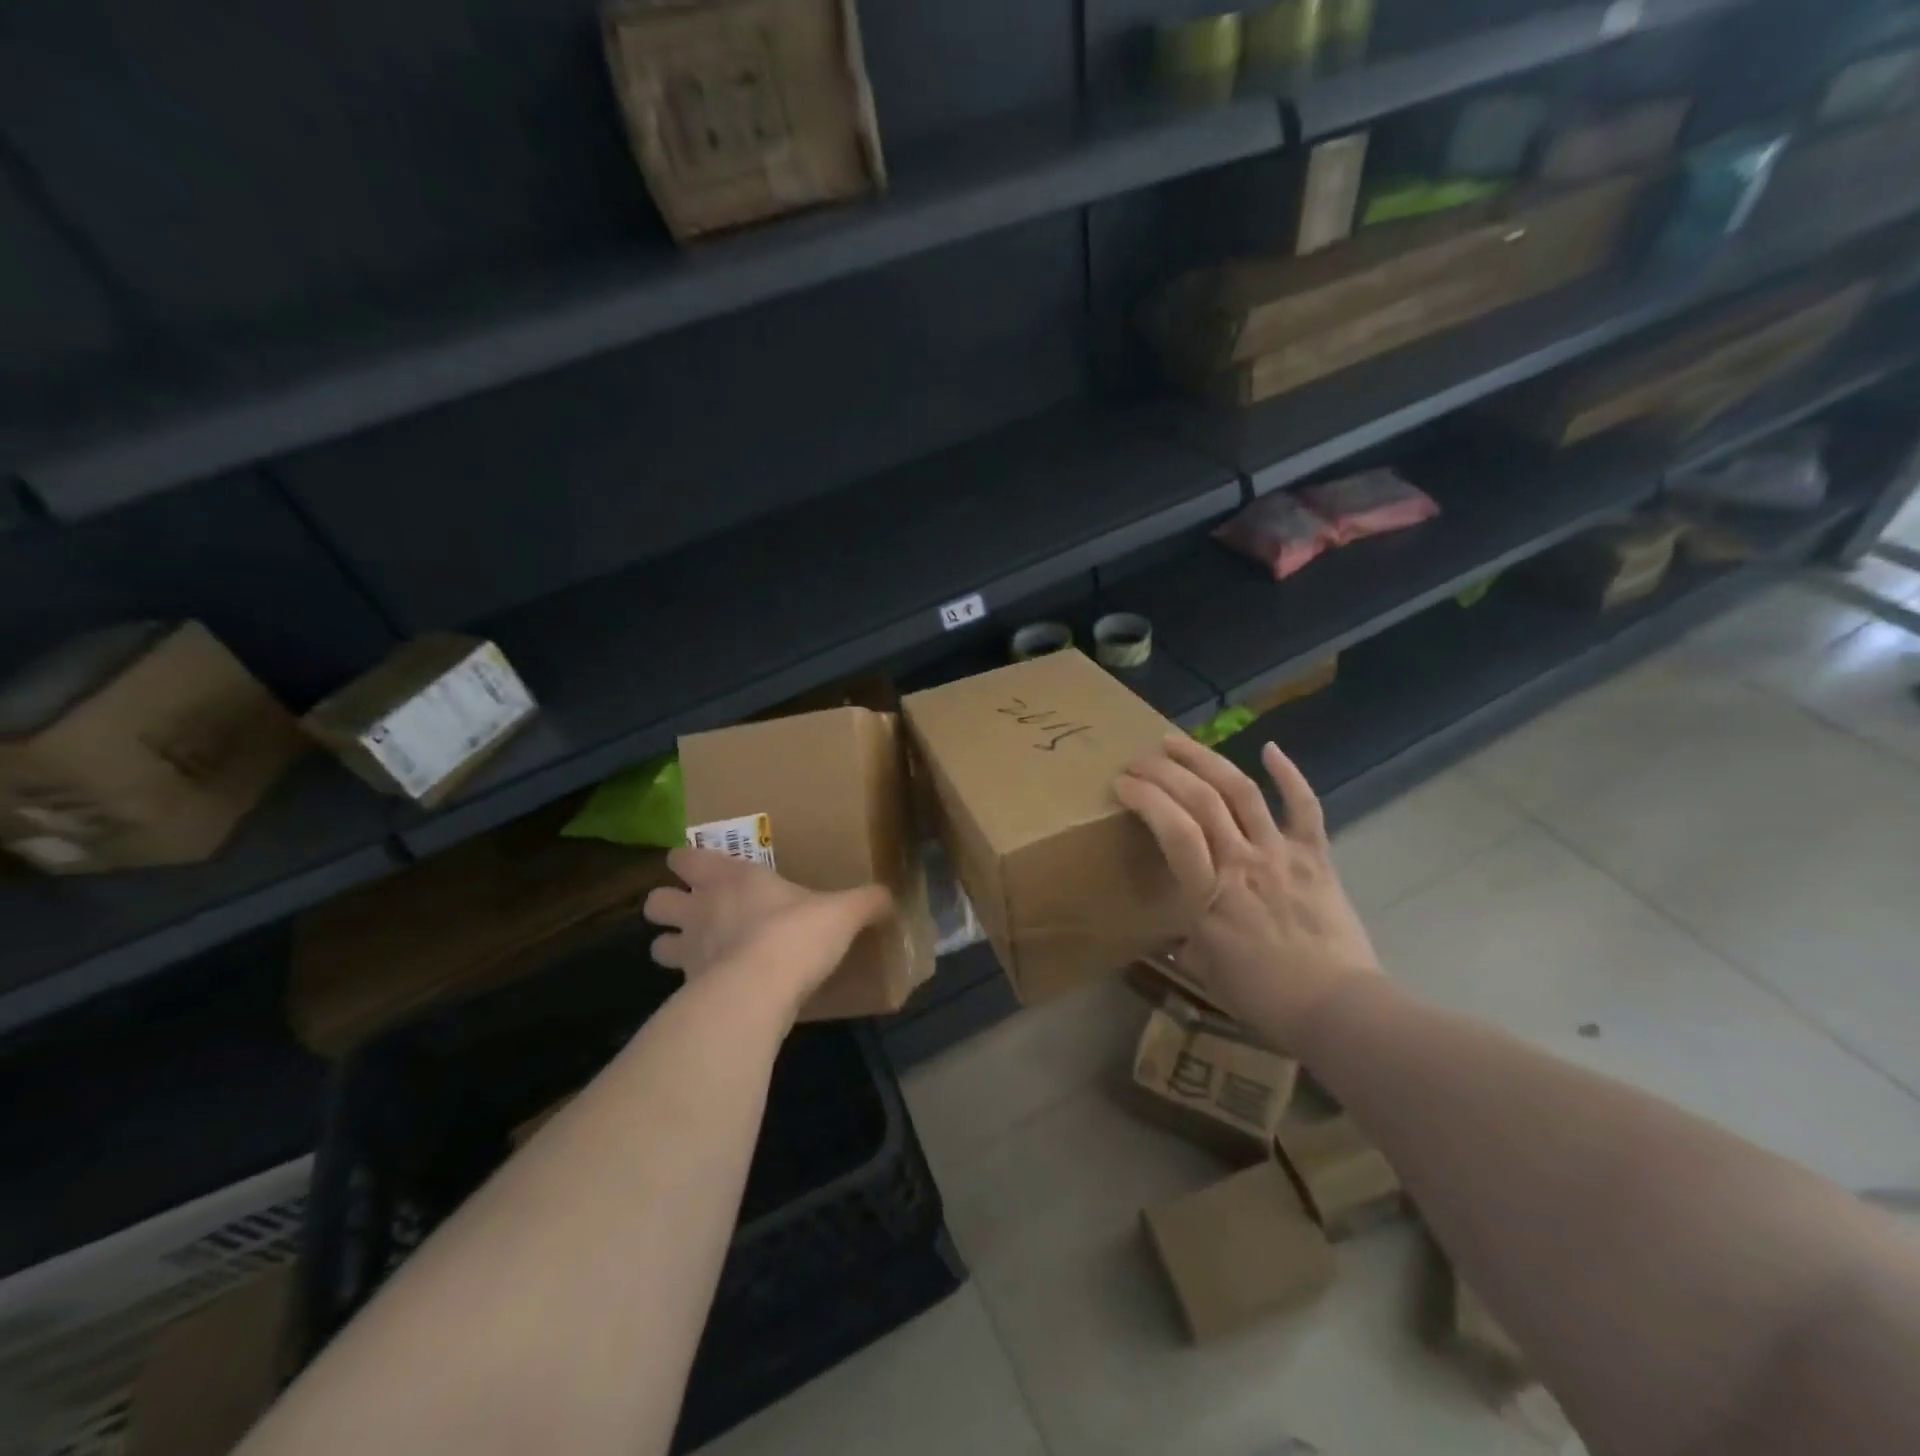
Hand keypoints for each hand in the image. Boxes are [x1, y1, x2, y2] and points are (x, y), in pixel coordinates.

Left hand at [643, 848, 892, 1018]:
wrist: (759, 992)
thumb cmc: (795, 935)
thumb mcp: (842, 912)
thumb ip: (866, 901)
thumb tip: (891, 898)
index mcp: (731, 877)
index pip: (684, 857)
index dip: (688, 861)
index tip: (703, 867)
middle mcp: (700, 909)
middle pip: (655, 901)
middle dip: (669, 905)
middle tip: (696, 912)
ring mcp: (688, 953)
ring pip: (656, 945)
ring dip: (672, 946)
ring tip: (700, 953)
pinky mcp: (688, 993)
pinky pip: (679, 986)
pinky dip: (693, 986)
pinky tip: (717, 990)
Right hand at [1115, 734, 1379, 1045]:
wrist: (1339, 1009)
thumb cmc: (1264, 996)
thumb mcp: (1204, 969)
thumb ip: (1185, 939)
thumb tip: (1174, 929)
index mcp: (1210, 892)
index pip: (1173, 829)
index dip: (1145, 798)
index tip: (1122, 784)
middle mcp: (1243, 860)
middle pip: (1201, 799)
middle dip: (1165, 771)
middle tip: (1140, 760)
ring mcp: (1281, 853)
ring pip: (1241, 791)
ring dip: (1206, 759)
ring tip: (1177, 742)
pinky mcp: (1315, 856)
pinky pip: (1304, 807)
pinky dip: (1289, 775)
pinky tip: (1270, 748)